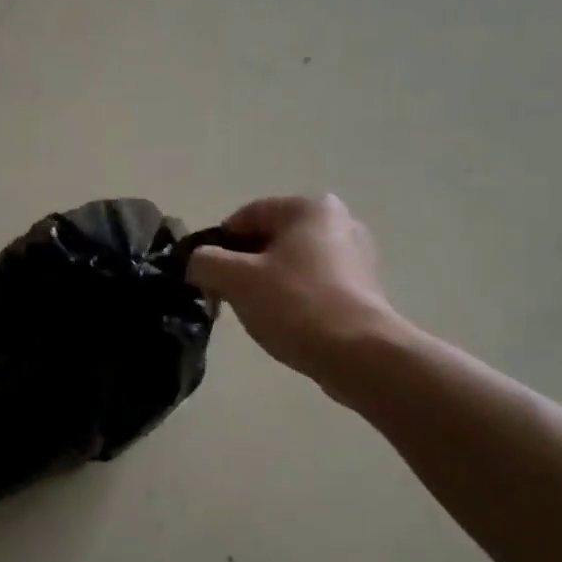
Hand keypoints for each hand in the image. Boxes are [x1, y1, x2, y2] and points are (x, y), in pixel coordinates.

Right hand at [186, 194, 401, 384]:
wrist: (359, 354)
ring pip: (290, 264)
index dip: (218, 247)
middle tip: (229, 298)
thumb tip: (197, 263)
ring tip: (259, 315)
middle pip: (269, 240)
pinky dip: (294, 299)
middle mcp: (339, 221)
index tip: (208, 278)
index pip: (245, 217)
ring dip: (266, 284)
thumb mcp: (235, 279)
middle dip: (243, 267)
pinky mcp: (364, 289)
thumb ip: (204, 262)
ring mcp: (357, 256)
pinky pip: (313, 285)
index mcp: (309, 207)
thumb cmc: (295, 304)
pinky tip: (287, 324)